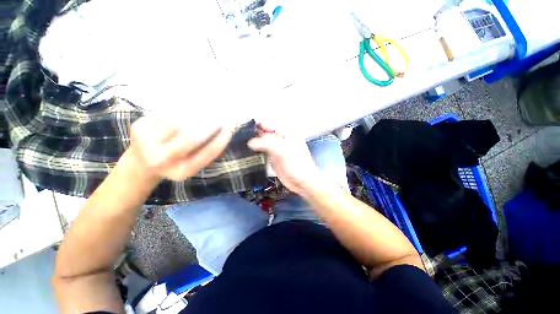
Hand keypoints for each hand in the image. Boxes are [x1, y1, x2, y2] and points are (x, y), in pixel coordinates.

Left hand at [129, 116, 233, 180]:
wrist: (143, 162)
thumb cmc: (177, 162)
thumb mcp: (195, 163)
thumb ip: (210, 152)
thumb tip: (225, 132)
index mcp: (181, 171)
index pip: (207, 153)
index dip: (221, 139)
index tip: (230, 128)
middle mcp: (163, 160)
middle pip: (192, 137)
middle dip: (211, 124)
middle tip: (222, 116)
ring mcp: (147, 144)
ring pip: (178, 122)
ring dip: (198, 113)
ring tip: (210, 108)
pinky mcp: (139, 128)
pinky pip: (166, 113)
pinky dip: (183, 108)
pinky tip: (193, 106)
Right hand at [248, 123, 321, 194]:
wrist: (302, 182)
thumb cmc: (298, 164)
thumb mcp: (282, 151)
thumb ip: (266, 144)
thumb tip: (251, 142)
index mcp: (287, 134)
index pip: (271, 125)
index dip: (260, 124)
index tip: (247, 125)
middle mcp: (282, 140)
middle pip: (266, 133)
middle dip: (255, 132)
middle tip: (241, 133)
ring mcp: (277, 149)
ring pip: (264, 142)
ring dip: (254, 141)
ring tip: (241, 140)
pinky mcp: (274, 158)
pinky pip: (263, 151)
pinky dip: (256, 150)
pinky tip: (248, 150)